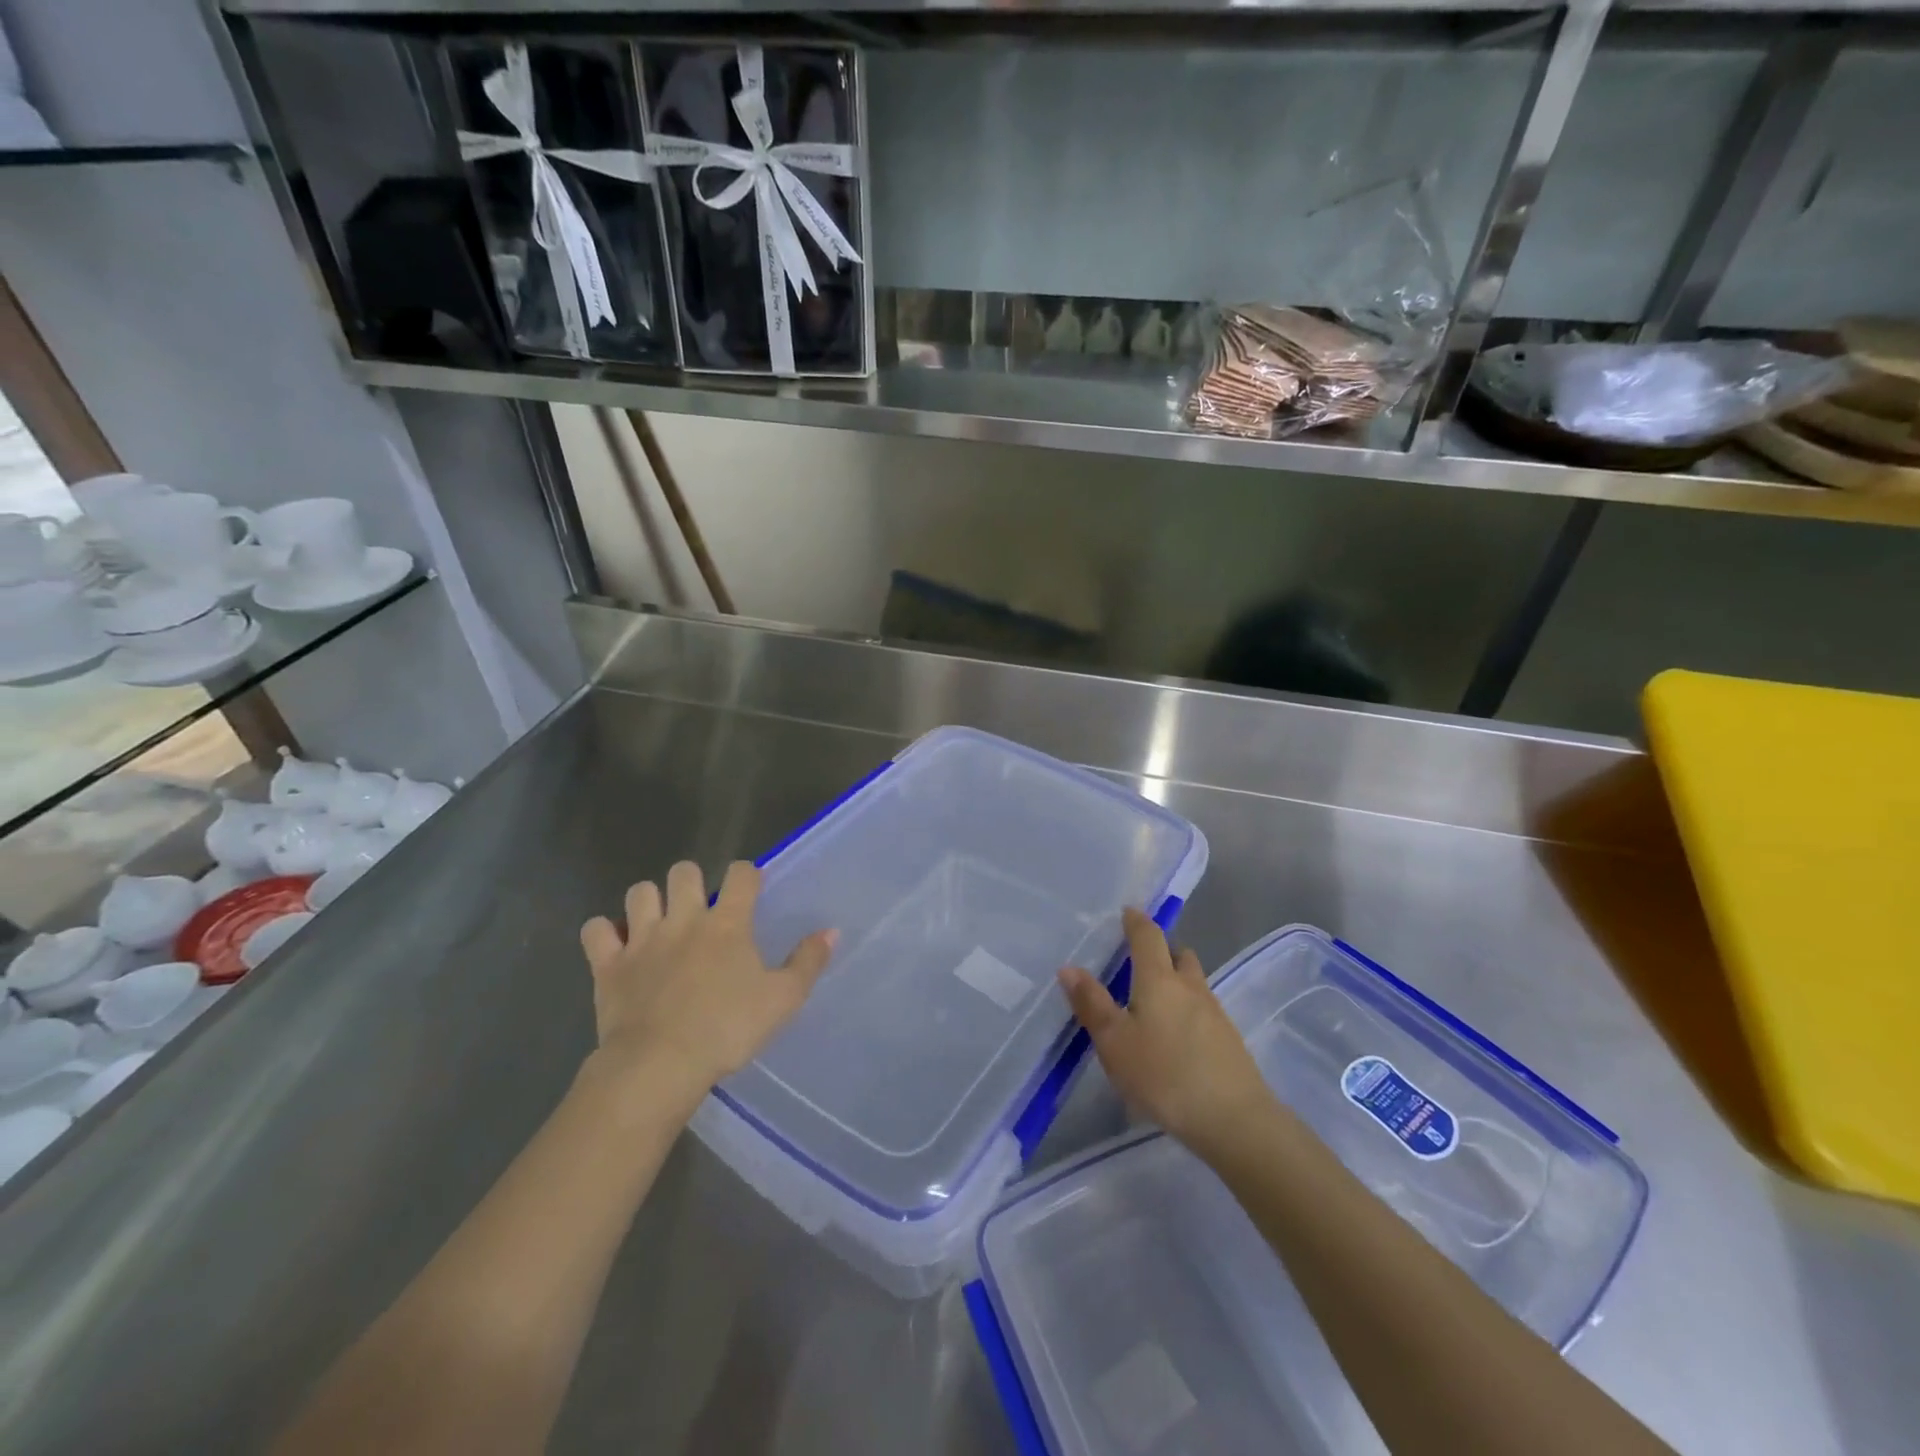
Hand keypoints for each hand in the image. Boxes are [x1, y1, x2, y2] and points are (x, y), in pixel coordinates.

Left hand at [579, 861, 835, 1102]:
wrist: (658, 1066)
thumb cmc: (727, 1030)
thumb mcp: (783, 1000)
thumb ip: (808, 962)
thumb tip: (831, 931)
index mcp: (727, 923)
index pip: (741, 874)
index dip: (747, 875)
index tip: (751, 890)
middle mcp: (684, 918)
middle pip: (683, 871)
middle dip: (691, 880)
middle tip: (699, 907)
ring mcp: (642, 938)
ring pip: (639, 892)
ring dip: (649, 900)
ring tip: (658, 921)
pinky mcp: (608, 964)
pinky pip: (597, 930)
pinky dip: (605, 933)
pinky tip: (616, 945)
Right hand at [1058, 908, 1274, 1151]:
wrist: (1234, 1120)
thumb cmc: (1164, 1074)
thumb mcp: (1114, 1042)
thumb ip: (1092, 1003)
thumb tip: (1069, 967)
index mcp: (1159, 979)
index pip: (1148, 936)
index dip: (1136, 921)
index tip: (1127, 912)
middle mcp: (1190, 987)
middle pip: (1178, 955)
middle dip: (1161, 951)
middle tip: (1139, 960)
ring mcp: (1215, 1013)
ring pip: (1193, 983)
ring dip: (1176, 981)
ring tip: (1153, 1002)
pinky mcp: (1228, 1040)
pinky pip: (1203, 1010)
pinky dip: (1186, 1010)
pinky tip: (1174, 1037)